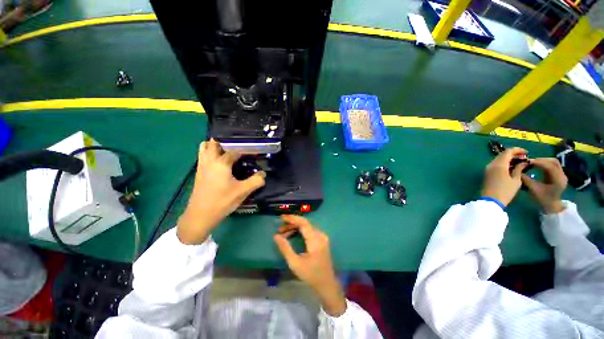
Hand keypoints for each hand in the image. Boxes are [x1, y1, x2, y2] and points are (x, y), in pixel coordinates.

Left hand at [177, 140, 265, 244]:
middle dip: (227, 141)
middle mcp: (209, 160)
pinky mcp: (199, 172)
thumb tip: (264, 174)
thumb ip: (256, 181)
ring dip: (215, 145)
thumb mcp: (243, 191)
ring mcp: (202, 165)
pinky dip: (210, 152)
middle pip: (214, 142)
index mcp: (221, 163)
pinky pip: (203, 155)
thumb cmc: (222, 201)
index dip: (245, 148)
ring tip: (228, 150)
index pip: (234, 150)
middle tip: (240, 146)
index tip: (254, 149)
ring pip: (205, 147)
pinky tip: (221, 161)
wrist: (200, 215)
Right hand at [273, 215, 346, 316]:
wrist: (326, 283)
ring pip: (307, 226)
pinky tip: (292, 234)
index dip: (292, 218)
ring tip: (283, 232)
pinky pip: (309, 230)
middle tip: (280, 228)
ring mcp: (322, 236)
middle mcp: (320, 235)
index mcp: (315, 240)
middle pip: (305, 223)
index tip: (282, 218)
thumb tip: (276, 236)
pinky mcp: (322, 239)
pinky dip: (300, 230)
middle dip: (291, 223)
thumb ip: (285, 248)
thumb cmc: (310, 275)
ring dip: (295, 227)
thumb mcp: (295, 263)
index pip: (304, 223)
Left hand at [481, 147, 528, 206]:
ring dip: (508, 159)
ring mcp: (487, 168)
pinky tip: (511, 167)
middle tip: (524, 158)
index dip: (518, 150)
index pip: (507, 152)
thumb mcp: (516, 180)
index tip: (527, 153)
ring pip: (498, 159)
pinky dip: (504, 163)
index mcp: (499, 164)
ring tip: (519, 163)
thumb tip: (523, 162)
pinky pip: (495, 164)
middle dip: (513, 154)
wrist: (490, 200)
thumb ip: (519, 169)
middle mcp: (491, 164)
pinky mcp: (487, 173)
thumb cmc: (505, 191)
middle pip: (502, 154)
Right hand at [521, 158, 567, 213]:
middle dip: (541, 160)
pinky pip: (552, 165)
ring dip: (543, 161)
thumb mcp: (534, 190)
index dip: (539, 162)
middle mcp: (562, 175)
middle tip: (529, 161)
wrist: (551, 205)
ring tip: (532, 163)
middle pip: (553, 162)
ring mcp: (561, 174)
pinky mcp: (558, 174)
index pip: (550, 166)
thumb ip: (526, 180)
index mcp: (558, 180)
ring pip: (553, 162)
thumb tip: (518, 171)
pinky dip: (544, 164)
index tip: (528, 161)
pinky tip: (537, 166)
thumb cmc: (543, 199)